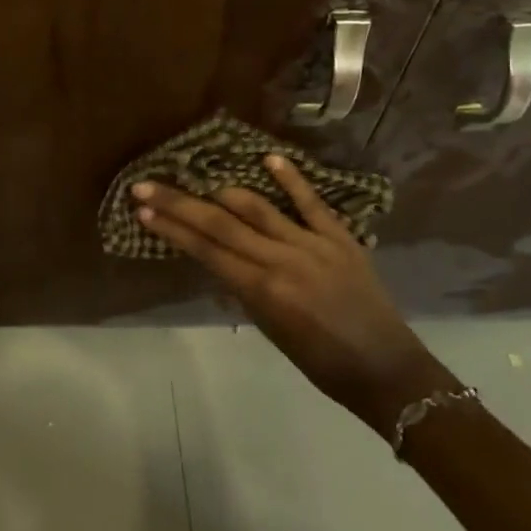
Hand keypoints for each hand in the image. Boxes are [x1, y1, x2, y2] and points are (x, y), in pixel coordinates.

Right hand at [132, 156, 448, 435]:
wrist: (387, 371)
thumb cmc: (322, 364)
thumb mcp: (271, 331)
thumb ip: (244, 291)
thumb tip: (218, 259)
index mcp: (262, 290)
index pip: (205, 250)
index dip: (171, 229)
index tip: (143, 211)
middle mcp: (281, 260)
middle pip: (220, 223)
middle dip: (179, 204)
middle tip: (147, 187)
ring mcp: (312, 244)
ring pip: (257, 207)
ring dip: (221, 191)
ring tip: (195, 179)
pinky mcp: (340, 237)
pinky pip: (311, 202)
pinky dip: (290, 179)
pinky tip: (269, 158)